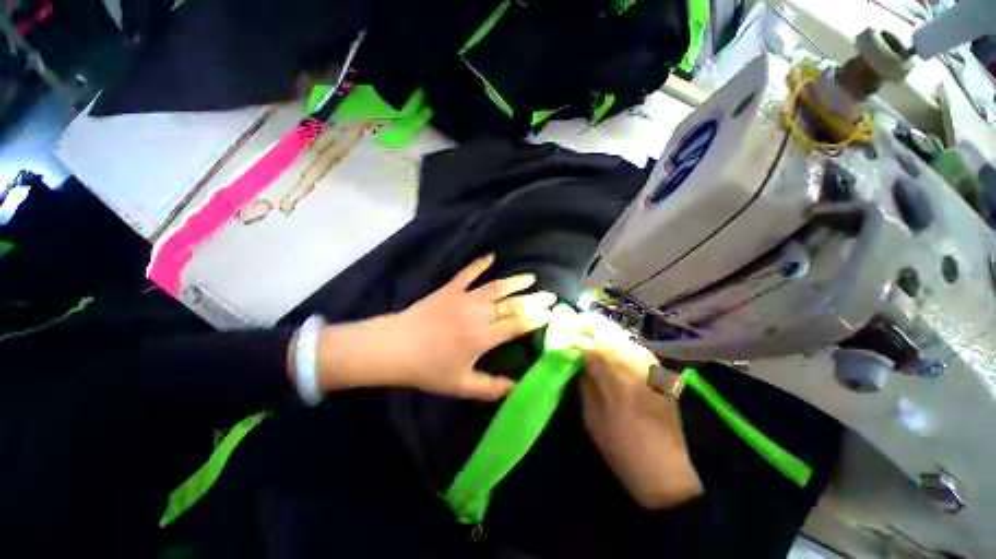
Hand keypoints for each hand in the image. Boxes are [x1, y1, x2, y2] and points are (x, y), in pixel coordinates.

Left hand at [313, 254, 555, 399]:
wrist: (395, 347)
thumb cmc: (428, 369)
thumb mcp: (461, 385)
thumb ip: (491, 388)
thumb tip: (516, 388)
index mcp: (483, 337)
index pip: (517, 325)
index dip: (536, 318)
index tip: (551, 312)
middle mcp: (478, 315)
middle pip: (512, 305)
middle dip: (533, 300)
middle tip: (550, 295)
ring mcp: (464, 299)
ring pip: (495, 287)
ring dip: (514, 281)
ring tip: (531, 278)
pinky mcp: (449, 289)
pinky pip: (467, 274)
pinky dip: (479, 264)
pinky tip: (490, 256)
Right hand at [579, 322, 702, 509]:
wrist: (663, 468)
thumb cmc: (619, 445)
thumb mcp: (590, 415)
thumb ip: (584, 382)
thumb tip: (578, 361)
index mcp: (612, 373)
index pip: (588, 343)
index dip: (575, 336)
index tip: (566, 333)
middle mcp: (633, 362)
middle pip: (607, 333)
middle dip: (590, 328)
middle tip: (578, 329)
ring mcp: (650, 366)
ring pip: (623, 337)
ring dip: (606, 335)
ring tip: (594, 338)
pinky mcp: (661, 373)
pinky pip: (637, 349)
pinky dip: (623, 345)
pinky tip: (616, 352)